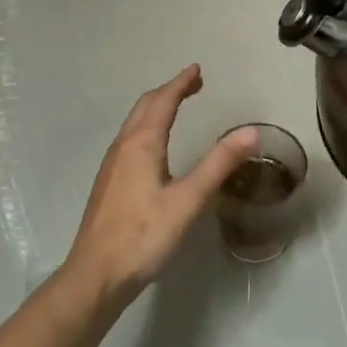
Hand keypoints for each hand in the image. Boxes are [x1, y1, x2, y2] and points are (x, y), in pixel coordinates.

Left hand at [61, 65, 256, 308]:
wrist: (95, 276)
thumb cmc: (144, 235)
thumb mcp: (189, 200)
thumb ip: (219, 164)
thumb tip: (250, 132)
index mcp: (142, 143)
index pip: (164, 101)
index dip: (181, 83)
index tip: (197, 70)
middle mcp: (124, 146)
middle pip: (145, 107)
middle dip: (169, 91)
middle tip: (193, 84)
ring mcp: (112, 165)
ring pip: (134, 123)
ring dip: (156, 108)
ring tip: (176, 107)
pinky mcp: (108, 183)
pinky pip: (129, 139)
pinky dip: (147, 127)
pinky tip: (154, 146)